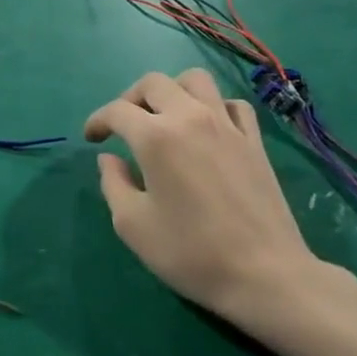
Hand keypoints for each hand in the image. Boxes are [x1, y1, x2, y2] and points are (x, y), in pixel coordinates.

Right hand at [86, 69, 341, 330]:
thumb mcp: (133, 225)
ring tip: (164, 116)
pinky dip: (214, 106)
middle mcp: (190, 117)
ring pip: (195, 80)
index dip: (98, 120)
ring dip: (172, 90)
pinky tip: (208, 128)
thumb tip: (110, 159)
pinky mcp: (254, 140)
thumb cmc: (191, 253)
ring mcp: (226, 125)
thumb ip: (113, 184)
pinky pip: (232, 104)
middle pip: (154, 83)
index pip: (117, 111)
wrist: (265, 275)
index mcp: (155, 137)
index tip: (91, 138)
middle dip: (130, 98)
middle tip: (123, 124)